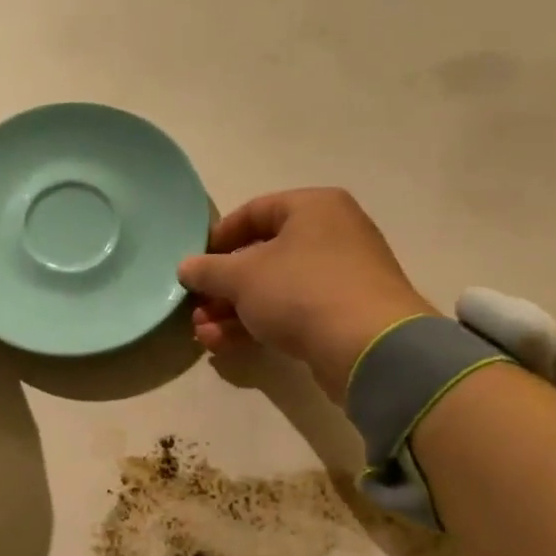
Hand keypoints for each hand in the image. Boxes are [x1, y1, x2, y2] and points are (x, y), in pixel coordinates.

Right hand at [179, 188, 432, 399]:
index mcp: (314, 208)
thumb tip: (186, 267)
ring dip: (234, 310)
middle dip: (223, 286)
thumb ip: (208, 270)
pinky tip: (225, 344)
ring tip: (202, 333)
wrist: (369, 348)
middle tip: (196, 307)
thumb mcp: (242, 276)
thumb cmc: (301, 290)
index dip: (218, 237)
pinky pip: (293, 312)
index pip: (255, 211)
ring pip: (275, 288)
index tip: (195, 263)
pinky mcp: (344, 315)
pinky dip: (259, 324)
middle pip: (263, 255)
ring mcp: (342, 277)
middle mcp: (332, 234)